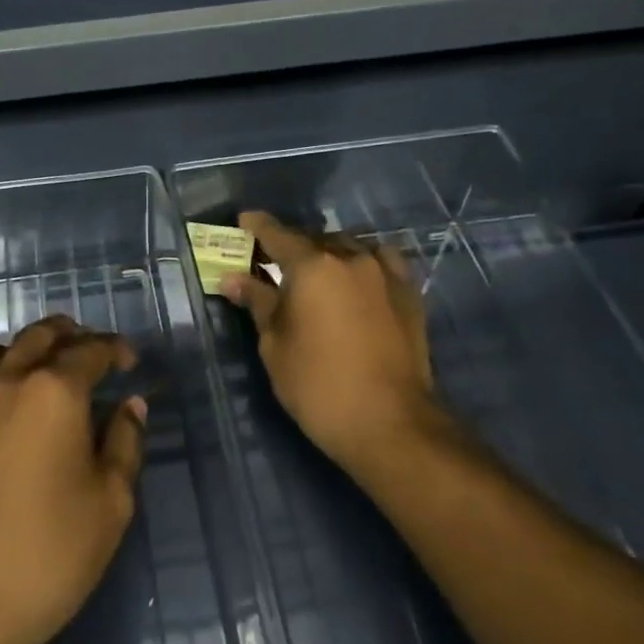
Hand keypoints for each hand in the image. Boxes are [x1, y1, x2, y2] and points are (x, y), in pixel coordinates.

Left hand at [0, 315, 146, 643]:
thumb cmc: (47, 554)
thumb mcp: (110, 504)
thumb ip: (124, 443)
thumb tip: (130, 404)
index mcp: (54, 392)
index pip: (90, 351)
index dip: (114, 348)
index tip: (128, 360)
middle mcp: (4, 382)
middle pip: (37, 338)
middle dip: (68, 335)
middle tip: (85, 348)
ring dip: (18, 351)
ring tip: (33, 366)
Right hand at [220, 211, 454, 480]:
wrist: (390, 423)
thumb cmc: (318, 385)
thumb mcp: (274, 345)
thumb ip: (258, 303)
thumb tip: (234, 279)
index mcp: (313, 266)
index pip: (277, 235)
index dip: (257, 227)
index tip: (244, 221)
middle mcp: (351, 258)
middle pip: (315, 238)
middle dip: (292, 245)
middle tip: (273, 261)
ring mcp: (386, 273)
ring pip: (351, 246)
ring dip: (329, 252)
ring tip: (317, 270)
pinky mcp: (409, 293)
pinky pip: (382, 262)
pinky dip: (363, 262)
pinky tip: (357, 278)